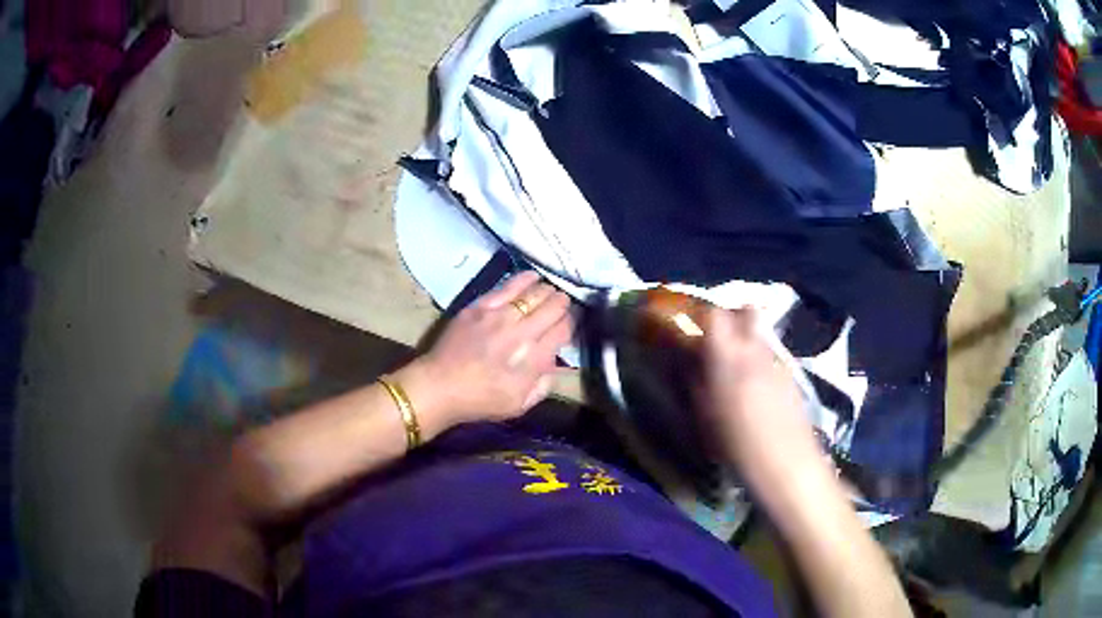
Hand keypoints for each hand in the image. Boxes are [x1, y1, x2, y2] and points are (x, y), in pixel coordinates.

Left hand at [404, 272, 574, 431]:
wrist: (440, 386)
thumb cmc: (481, 400)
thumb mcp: (521, 404)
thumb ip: (545, 383)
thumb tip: (558, 361)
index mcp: (534, 359)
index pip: (564, 329)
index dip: (572, 323)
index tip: (570, 324)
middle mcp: (522, 332)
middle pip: (554, 306)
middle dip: (563, 304)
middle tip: (562, 306)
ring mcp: (500, 315)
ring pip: (535, 292)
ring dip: (546, 291)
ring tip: (548, 293)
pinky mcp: (481, 306)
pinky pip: (509, 285)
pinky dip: (525, 279)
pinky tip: (533, 278)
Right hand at [698, 307, 825, 485]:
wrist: (787, 464)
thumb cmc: (736, 445)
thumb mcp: (704, 416)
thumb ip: (694, 380)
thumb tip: (687, 359)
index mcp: (728, 356)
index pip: (715, 313)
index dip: (703, 316)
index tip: (693, 330)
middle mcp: (755, 349)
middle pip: (746, 310)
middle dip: (732, 316)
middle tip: (718, 340)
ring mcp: (778, 361)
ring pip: (760, 334)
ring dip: (747, 340)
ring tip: (736, 369)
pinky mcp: (792, 376)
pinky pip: (772, 355)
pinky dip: (761, 361)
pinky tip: (757, 390)